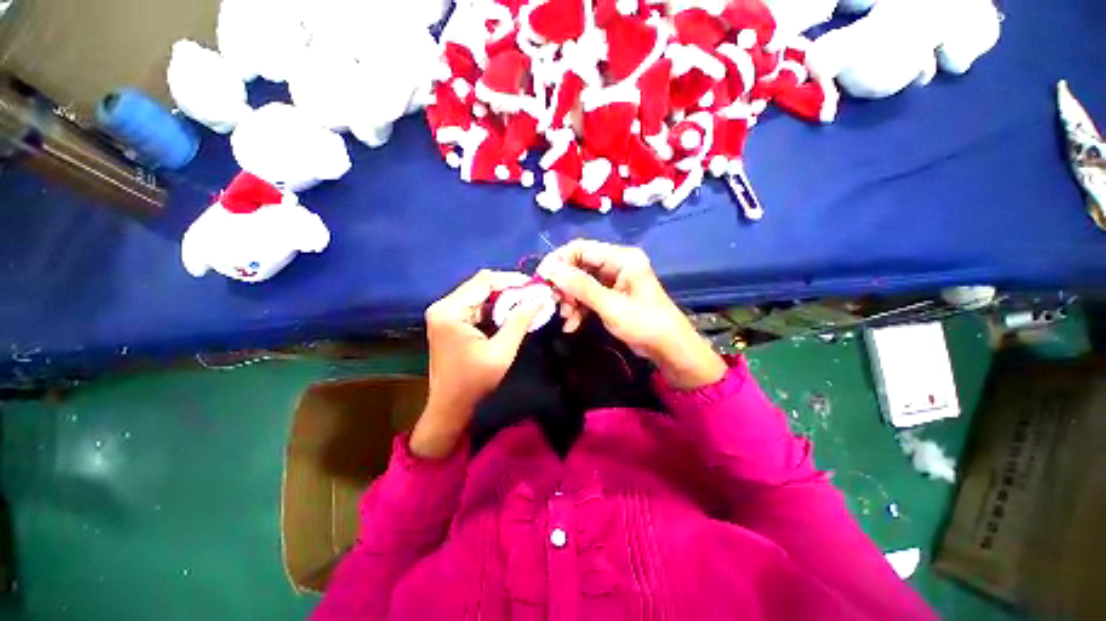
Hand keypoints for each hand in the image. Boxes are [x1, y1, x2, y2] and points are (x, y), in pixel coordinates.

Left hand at [411, 270, 540, 458]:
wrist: (450, 407)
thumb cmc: (473, 382)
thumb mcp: (502, 351)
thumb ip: (520, 322)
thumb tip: (540, 299)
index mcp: (449, 310)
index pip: (483, 282)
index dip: (511, 280)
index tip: (534, 285)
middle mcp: (444, 306)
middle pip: (481, 286)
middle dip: (509, 289)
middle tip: (534, 294)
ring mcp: (447, 314)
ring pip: (481, 295)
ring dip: (504, 299)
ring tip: (528, 302)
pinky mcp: (452, 322)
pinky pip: (478, 307)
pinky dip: (496, 309)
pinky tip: (513, 313)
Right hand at [537, 240, 725, 389]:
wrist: (669, 349)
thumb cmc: (645, 324)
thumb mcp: (610, 305)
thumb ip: (580, 286)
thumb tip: (550, 269)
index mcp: (621, 258)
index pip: (581, 248)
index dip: (558, 261)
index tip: (542, 279)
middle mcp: (616, 264)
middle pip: (578, 266)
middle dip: (564, 286)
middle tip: (554, 303)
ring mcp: (613, 280)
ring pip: (580, 283)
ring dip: (570, 300)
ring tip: (567, 319)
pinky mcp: (611, 295)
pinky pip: (587, 296)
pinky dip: (578, 309)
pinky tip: (572, 325)